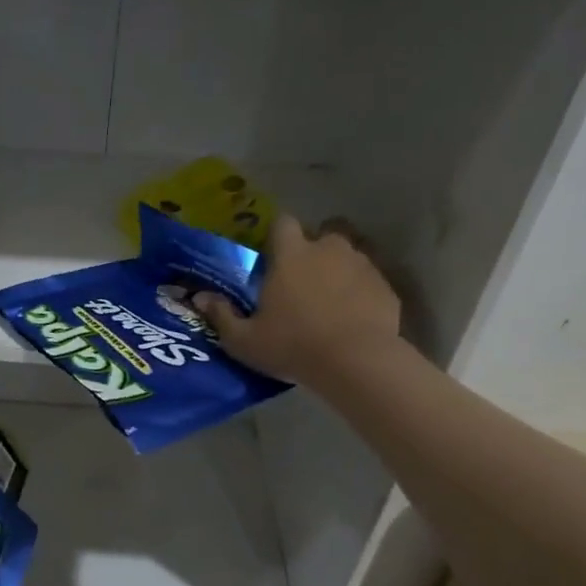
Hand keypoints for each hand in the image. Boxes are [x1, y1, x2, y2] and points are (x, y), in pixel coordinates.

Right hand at [193, 213, 401, 384]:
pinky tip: (350, 319)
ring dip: (336, 272)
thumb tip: (199, 297)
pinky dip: (359, 294)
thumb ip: (221, 315)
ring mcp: (362, 265)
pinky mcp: (386, 287)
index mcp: (291, 254)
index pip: (282, 222)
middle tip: (299, 283)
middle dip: (311, 253)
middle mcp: (328, 249)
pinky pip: (368, 282)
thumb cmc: (292, 345)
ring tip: (327, 303)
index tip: (270, 255)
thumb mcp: (244, 340)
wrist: (357, 362)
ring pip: (347, 258)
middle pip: (320, 236)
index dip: (276, 235)